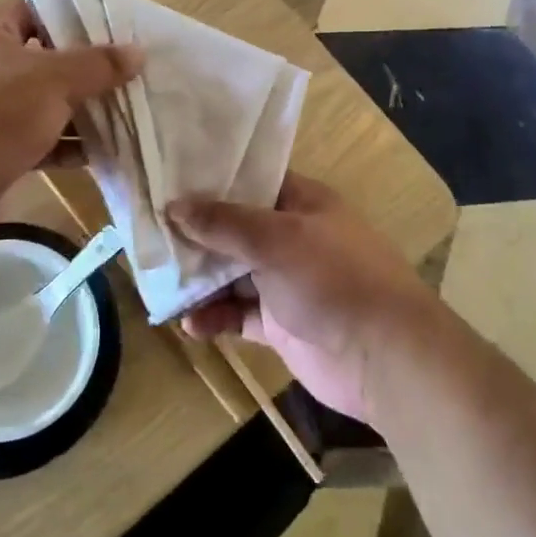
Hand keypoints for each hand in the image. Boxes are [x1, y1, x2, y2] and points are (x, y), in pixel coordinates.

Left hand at [0, 0, 139, 237]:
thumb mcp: (54, 81)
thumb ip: (98, 65)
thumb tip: (137, 52)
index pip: (31, 9)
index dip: (70, 15)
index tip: (109, 28)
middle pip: (40, 59)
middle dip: (82, 70)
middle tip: (123, 76)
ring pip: (38, 103)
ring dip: (76, 111)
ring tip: (119, 116)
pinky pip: (31, 138)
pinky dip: (60, 144)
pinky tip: (95, 154)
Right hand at [168, 174, 441, 424]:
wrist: (385, 357)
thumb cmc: (333, 279)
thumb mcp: (276, 239)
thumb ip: (224, 223)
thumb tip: (174, 205)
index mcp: (302, 203)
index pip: (251, 181)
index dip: (212, 181)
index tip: (169, 180)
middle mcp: (293, 238)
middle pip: (235, 229)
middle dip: (196, 234)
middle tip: (150, 235)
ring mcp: (287, 282)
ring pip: (233, 274)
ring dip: (200, 281)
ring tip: (162, 284)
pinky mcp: (281, 324)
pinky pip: (239, 314)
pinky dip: (215, 318)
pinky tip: (191, 325)